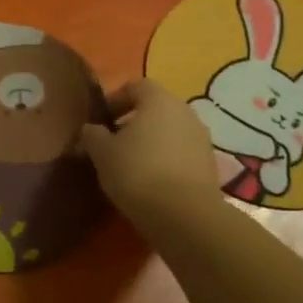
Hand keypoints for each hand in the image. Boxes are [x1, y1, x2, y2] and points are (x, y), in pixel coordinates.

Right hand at [81, 79, 220, 227]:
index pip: (135, 86)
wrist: (184, 216)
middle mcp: (185, 112)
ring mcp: (202, 139)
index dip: (115, 100)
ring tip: (131, 165)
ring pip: (170, 132)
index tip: (101, 121)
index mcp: (159, 100)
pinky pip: (182, 154)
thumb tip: (92, 130)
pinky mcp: (210, 166)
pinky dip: (166, 161)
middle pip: (156, 108)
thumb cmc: (137, 172)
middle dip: (133, 122)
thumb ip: (93, 135)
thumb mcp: (102, 153)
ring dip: (151, 142)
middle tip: (113, 143)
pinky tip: (151, 182)